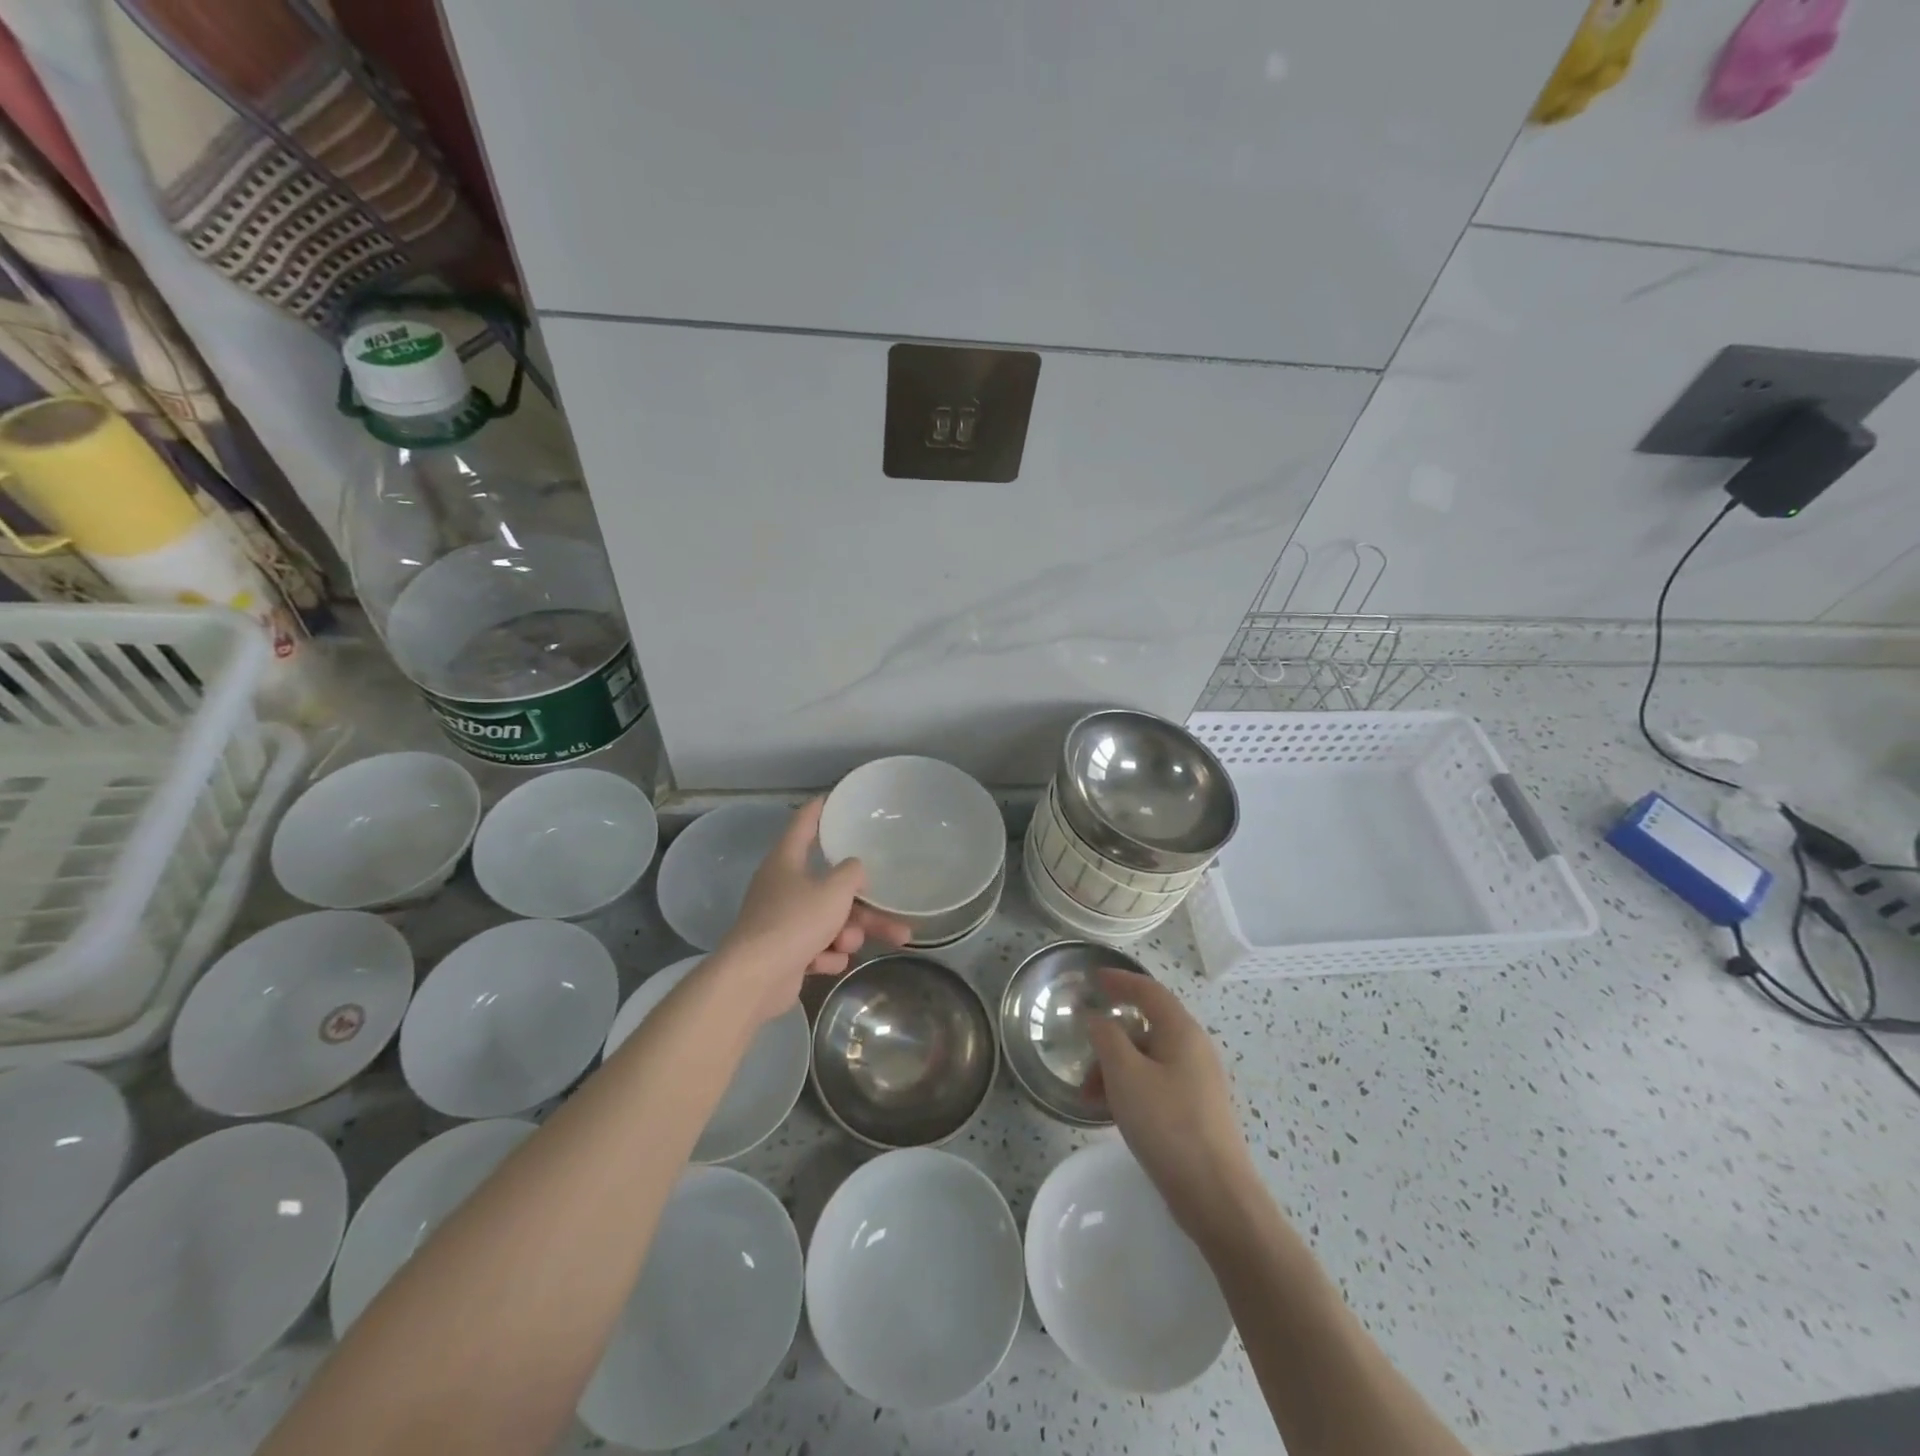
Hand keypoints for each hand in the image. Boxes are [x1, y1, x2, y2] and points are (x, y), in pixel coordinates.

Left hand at [717, 798, 909, 1022]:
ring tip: (849, 945)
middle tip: (894, 915)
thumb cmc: (795, 922)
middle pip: (830, 886)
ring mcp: (781, 920)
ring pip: (829, 920)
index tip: (834, 798)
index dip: (820, 809)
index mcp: (786, 860)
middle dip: (862, 906)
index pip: (804, 823)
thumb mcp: (834, 891)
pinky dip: (825, 955)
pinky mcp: (784, 952)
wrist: (755, 979)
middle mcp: (782, 886)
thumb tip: (854, 868)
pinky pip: (816, 947)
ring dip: (846, 934)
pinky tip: (826, 963)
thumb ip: (852, 873)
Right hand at [1085, 969, 1255, 1242]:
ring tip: (1089, 1098)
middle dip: (1109, 1039)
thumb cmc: (1167, 1124)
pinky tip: (1113, 1114)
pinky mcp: (1196, 1111)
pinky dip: (1130, 1088)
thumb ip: (1106, 1036)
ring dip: (1115, 1069)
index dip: (1120, 980)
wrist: (1216, 1196)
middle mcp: (1194, 1050)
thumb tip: (1096, 1015)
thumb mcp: (1125, 1074)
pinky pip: (1156, 1084)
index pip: (1149, 991)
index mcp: (1182, 1032)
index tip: (1093, 978)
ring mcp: (1198, 1082)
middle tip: (1082, 1058)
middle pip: (1146, 1027)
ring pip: (1148, 1059)